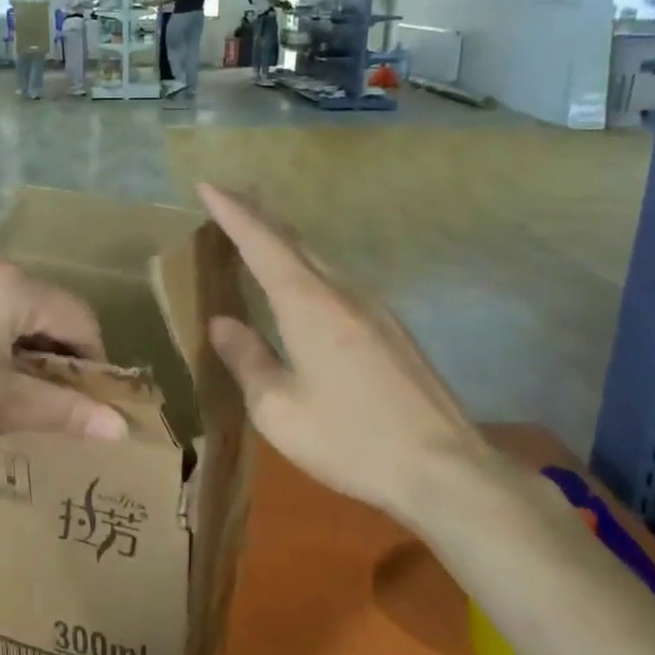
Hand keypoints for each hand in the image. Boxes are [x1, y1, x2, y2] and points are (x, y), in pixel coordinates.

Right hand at [197, 184, 492, 523]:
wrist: (445, 470)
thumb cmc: (352, 440)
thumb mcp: (279, 411)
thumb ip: (248, 360)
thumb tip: (223, 324)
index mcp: (309, 305)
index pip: (263, 243)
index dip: (233, 213)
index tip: (208, 185)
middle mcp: (343, 293)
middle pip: (295, 240)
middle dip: (259, 214)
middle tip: (228, 198)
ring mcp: (374, 309)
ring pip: (320, 259)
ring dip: (284, 241)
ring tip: (258, 233)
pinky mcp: (391, 330)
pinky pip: (337, 281)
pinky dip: (307, 267)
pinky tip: (302, 285)